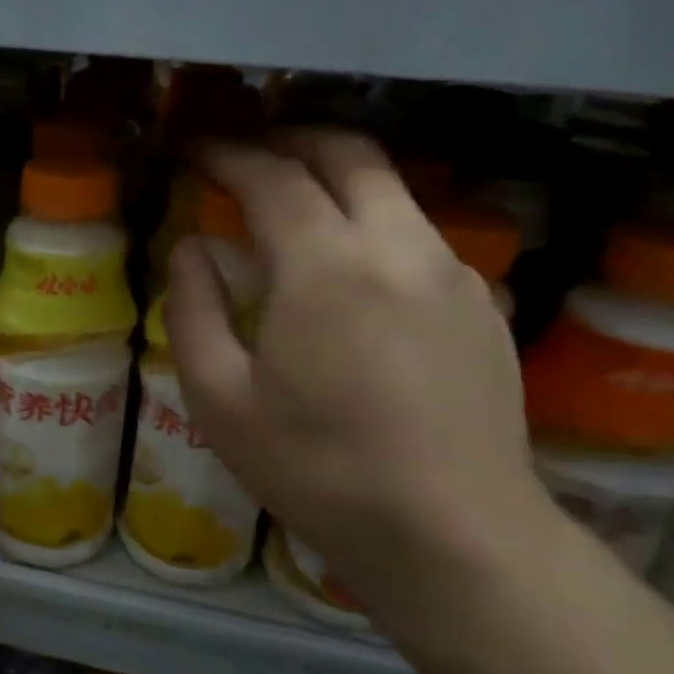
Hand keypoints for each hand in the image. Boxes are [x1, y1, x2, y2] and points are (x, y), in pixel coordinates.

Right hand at [163, 129, 545, 616]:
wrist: (453, 535)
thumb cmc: (316, 468)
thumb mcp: (219, 398)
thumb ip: (192, 309)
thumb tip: (191, 249)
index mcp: (325, 265)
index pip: (272, 175)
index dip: (227, 154)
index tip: (197, 150)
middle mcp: (397, 246)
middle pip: (348, 152)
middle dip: (291, 138)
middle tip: (249, 154)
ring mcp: (451, 271)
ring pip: (392, 188)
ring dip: (337, 176)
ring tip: (294, 203)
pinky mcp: (482, 302)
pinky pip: (418, 234)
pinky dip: (373, 222)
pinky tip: (351, 271)